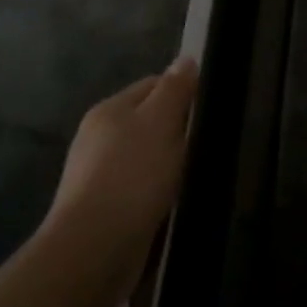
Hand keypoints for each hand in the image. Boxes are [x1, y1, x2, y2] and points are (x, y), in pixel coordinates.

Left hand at [44, 57, 197, 298]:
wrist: (95, 247)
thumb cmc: (133, 174)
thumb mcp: (161, 121)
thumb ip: (175, 89)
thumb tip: (186, 59)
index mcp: (109, 110)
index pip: (155, 84)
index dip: (184, 92)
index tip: (211, 109)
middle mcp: (98, 137)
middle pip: (150, 120)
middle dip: (178, 130)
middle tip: (208, 142)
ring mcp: (98, 174)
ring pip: (148, 155)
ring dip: (171, 163)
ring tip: (197, 173)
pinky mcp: (105, 207)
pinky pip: (142, 186)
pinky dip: (160, 189)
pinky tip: (176, 199)